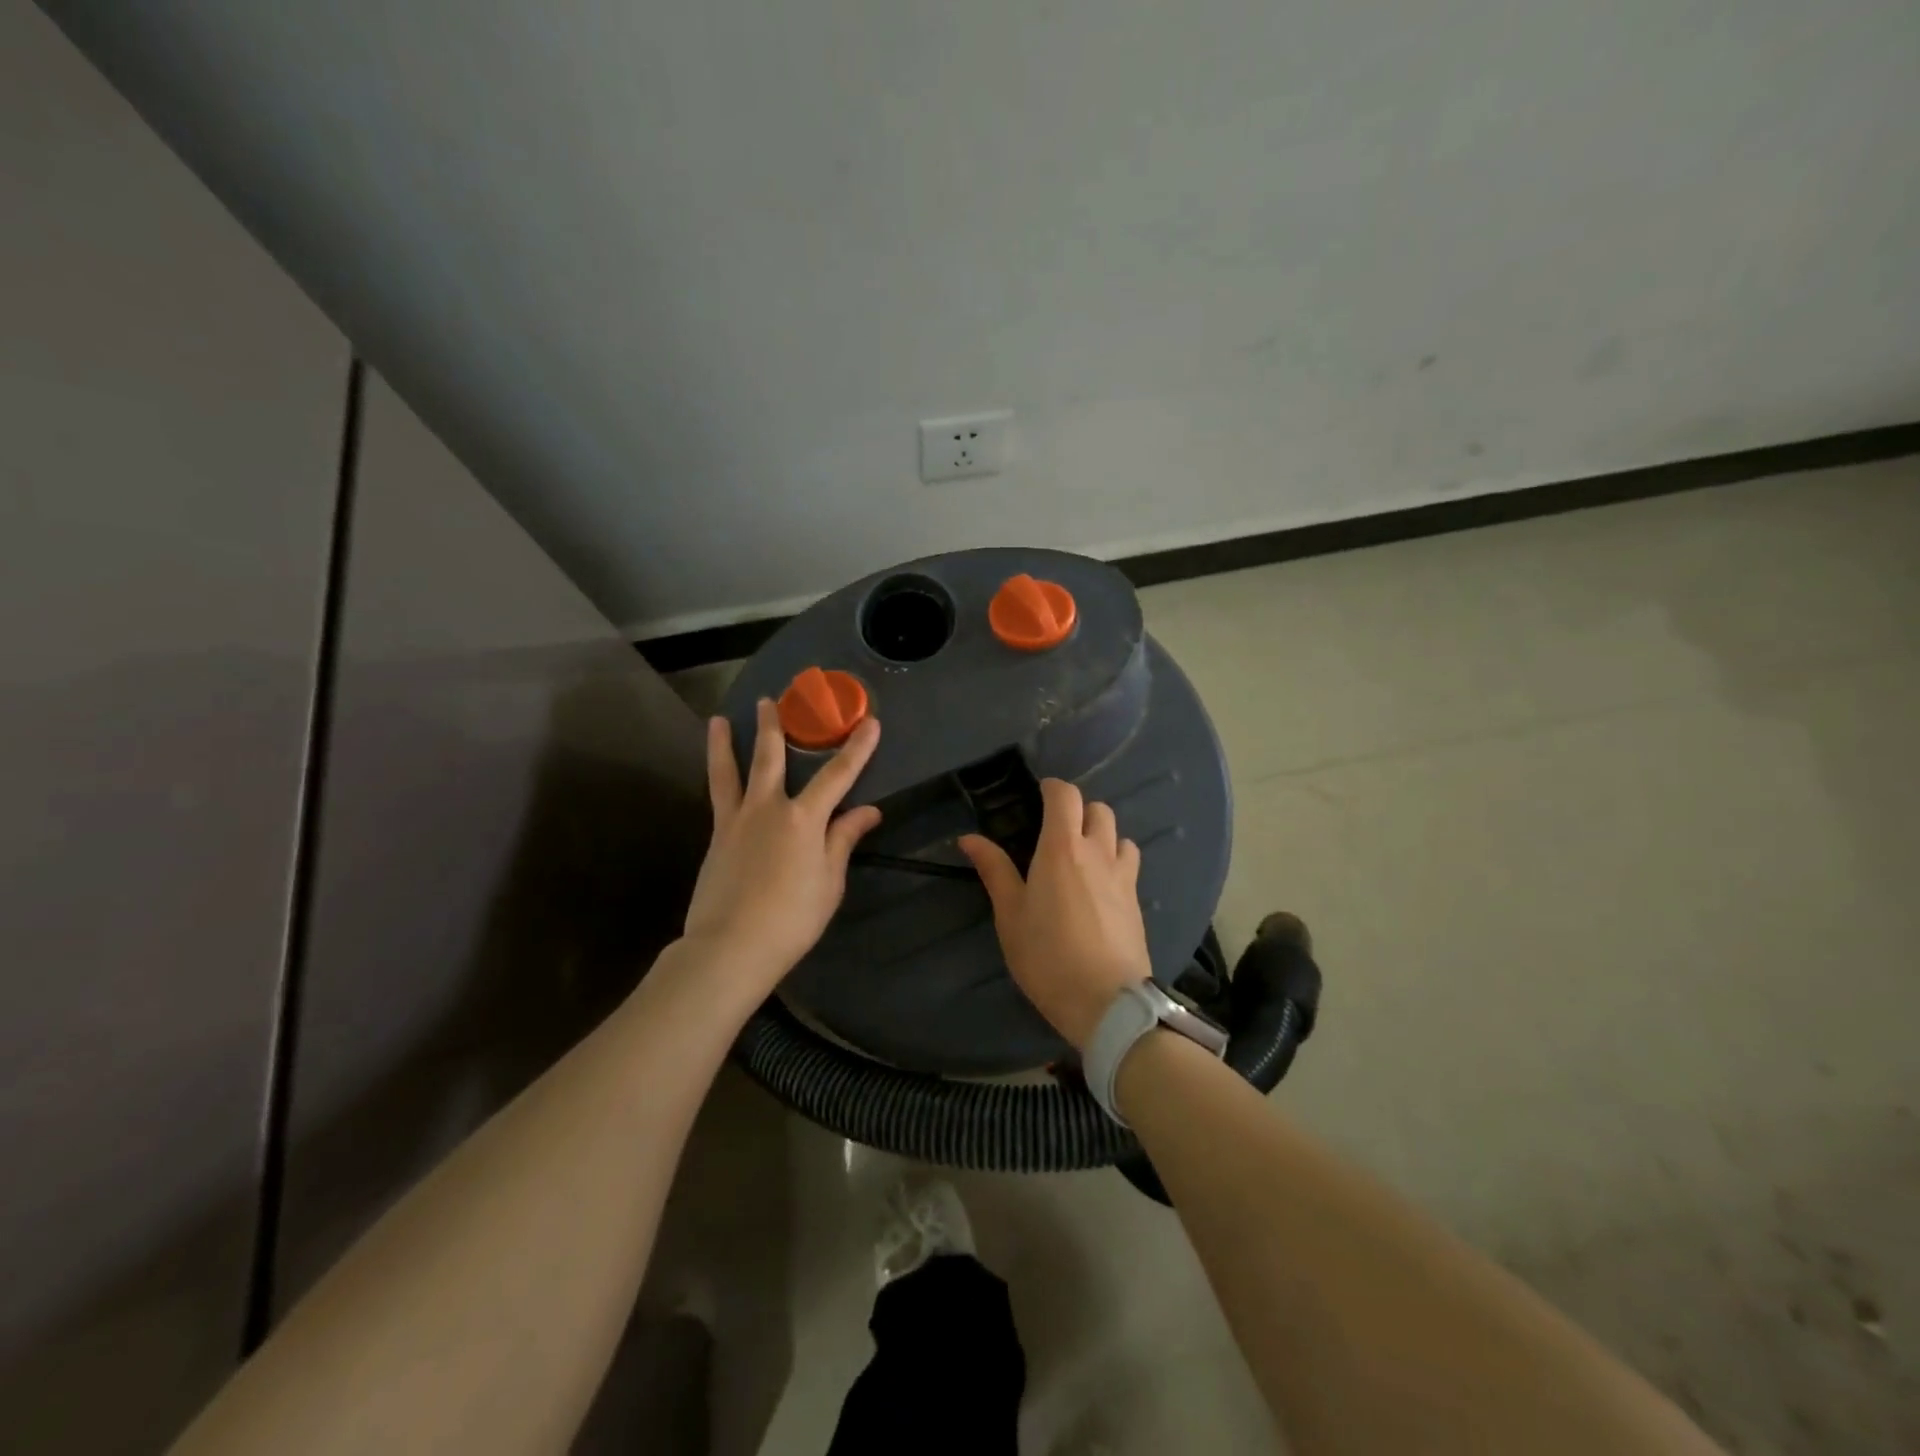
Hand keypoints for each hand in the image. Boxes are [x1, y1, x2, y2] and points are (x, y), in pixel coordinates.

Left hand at [682, 699, 881, 989]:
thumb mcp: (830, 881)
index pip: (838, 776)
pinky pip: (717, 796)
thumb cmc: (792, 918)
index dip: (857, 749)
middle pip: (772, 758)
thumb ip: (844, 840)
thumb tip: (868, 810)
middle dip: (775, 727)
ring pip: (731, 771)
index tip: (870, 722)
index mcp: (804, 819)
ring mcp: (737, 820)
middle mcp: (769, 808)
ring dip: (726, 742)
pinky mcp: (716, 836)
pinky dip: (716, 777)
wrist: (731, 946)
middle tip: (772, 700)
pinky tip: (715, 770)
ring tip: (718, 719)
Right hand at [959, 779, 1149, 1048]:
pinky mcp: (1137, 900)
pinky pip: (1129, 864)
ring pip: (1119, 835)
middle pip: (1098, 809)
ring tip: (1082, 857)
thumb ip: (994, 870)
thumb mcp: (1010, 915)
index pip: (1066, 796)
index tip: (1039, 795)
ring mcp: (1123, 876)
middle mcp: (1098, 851)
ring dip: (1102, 835)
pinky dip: (1115, 861)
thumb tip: (969, 838)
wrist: (1106, 1001)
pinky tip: (1100, 886)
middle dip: (1078, 810)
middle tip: (1056, 830)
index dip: (1053, 788)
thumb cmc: (1047, 955)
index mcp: (1062, 847)